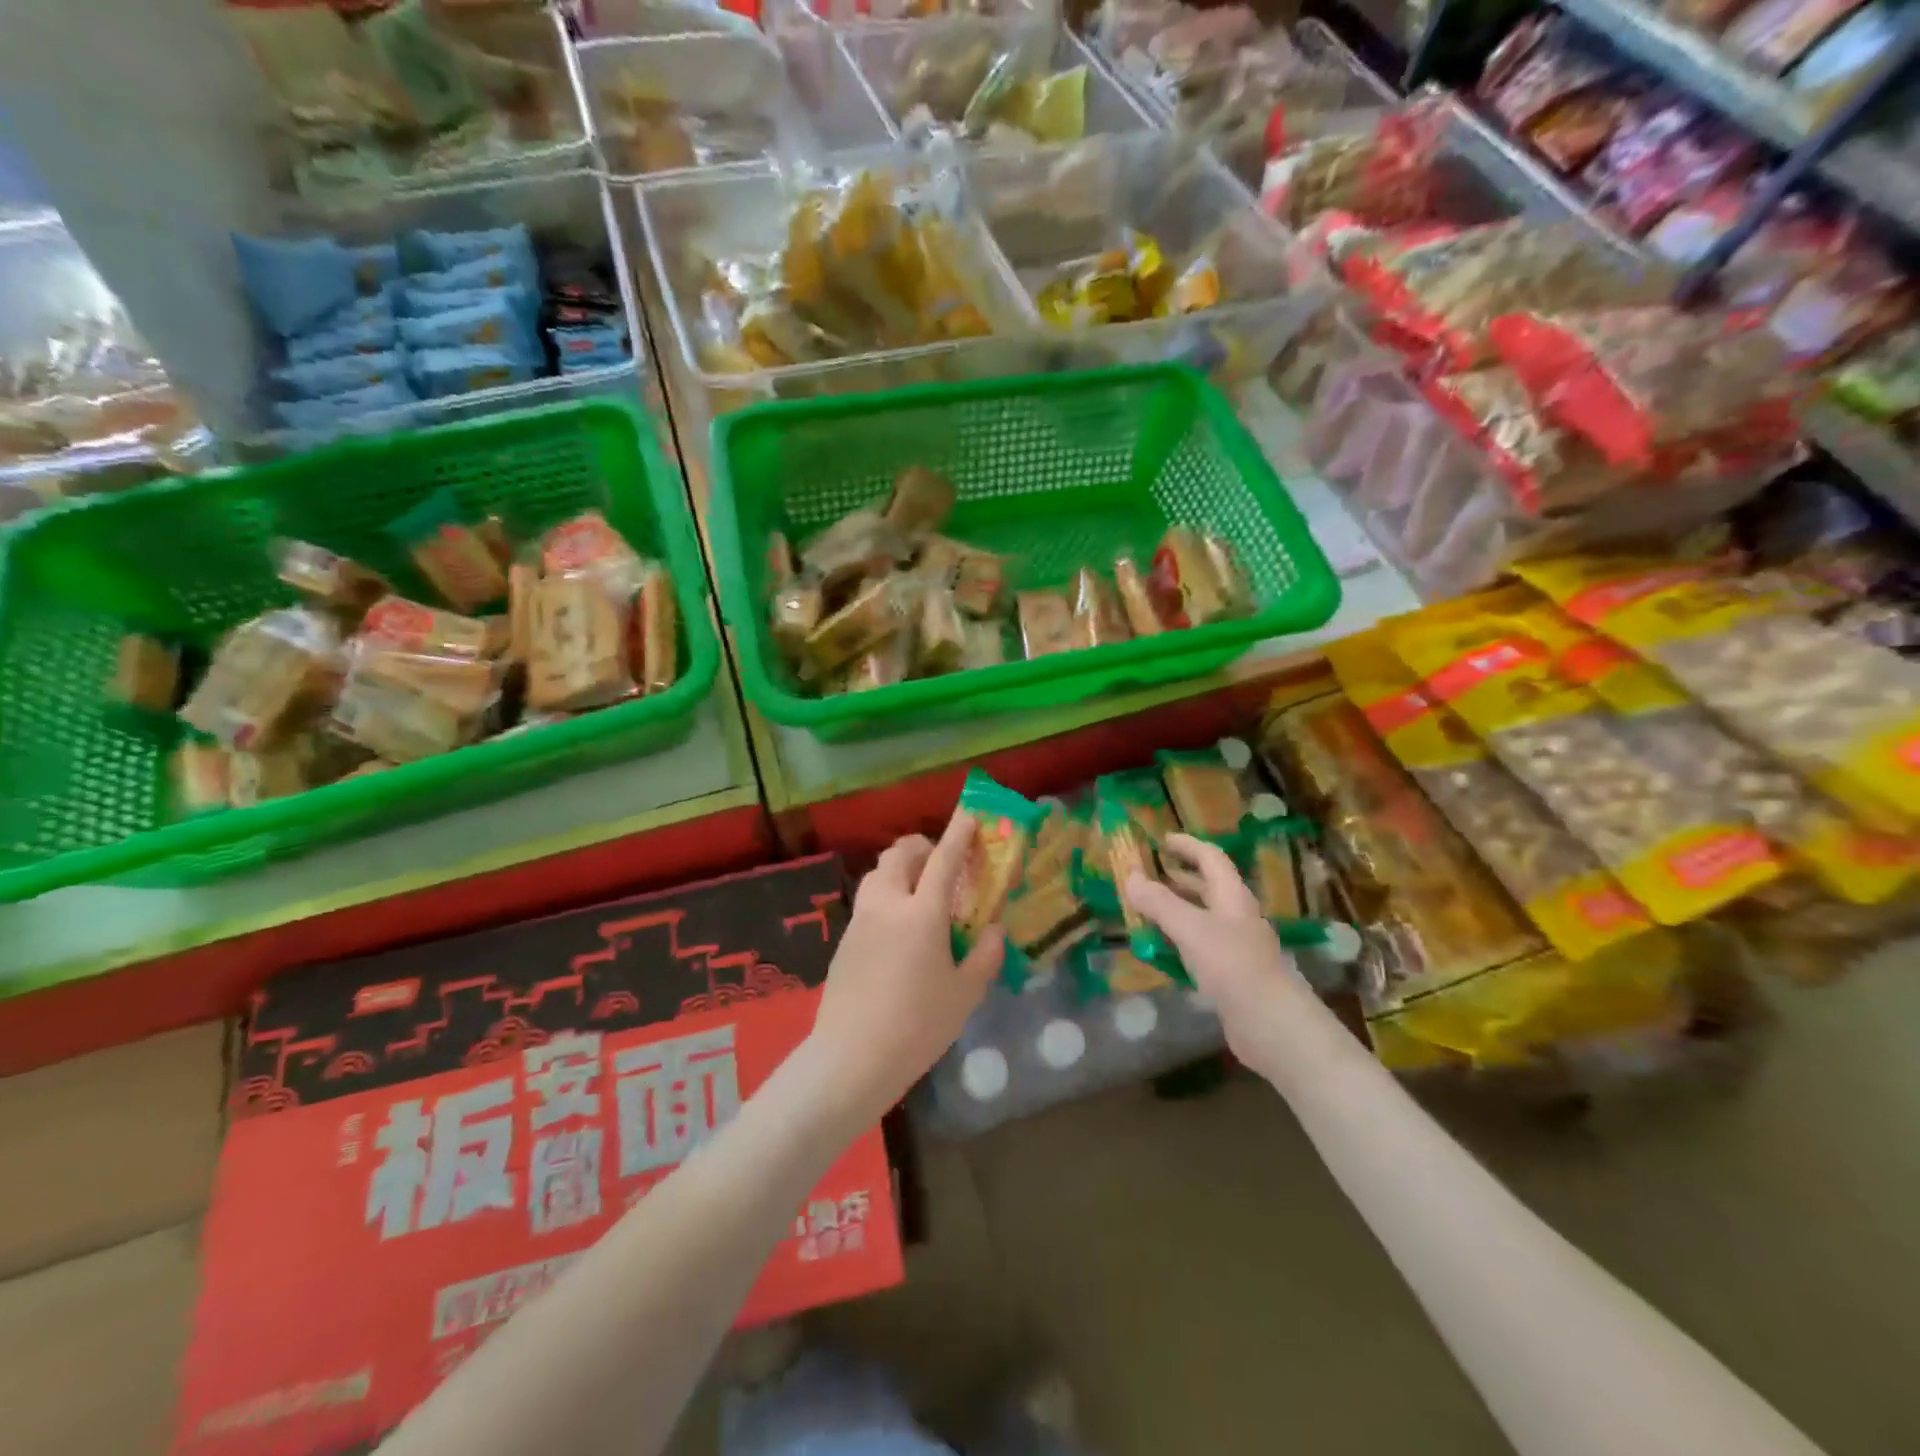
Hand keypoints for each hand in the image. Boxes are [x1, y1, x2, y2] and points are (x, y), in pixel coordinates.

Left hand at [808, 810, 1004, 1119]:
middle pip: (900, 854)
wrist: (851, 1058)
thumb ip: (984, 956)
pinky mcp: (844, 938)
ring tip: (921, 894)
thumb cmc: (917, 1026)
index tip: (971, 815)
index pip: (943, 859)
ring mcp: (860, 920)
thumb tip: (994, 930)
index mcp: (921, 913)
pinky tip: (899, 929)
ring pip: (878, 873)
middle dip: (923, 847)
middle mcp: (887, 905)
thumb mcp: (964, 995)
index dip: (959, 833)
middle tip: (943, 865)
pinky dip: (887, 894)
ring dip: (901, 868)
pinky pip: (869, 899)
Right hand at [1127, 833, 1317, 1073]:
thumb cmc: (1232, 965)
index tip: (1162, 840)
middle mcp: (1236, 916)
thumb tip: (1130, 876)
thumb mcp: (1190, 928)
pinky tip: (1160, 951)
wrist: (1270, 1024)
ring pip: (1201, 918)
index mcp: (1232, 897)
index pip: (1211, 858)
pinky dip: (1178, 941)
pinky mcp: (1230, 974)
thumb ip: (1159, 902)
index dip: (1188, 845)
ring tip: (1144, 910)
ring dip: (1175, 910)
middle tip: (1147, 874)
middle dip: (1178, 878)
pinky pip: (1199, 947)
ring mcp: (1235, 947)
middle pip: (1207, 888)